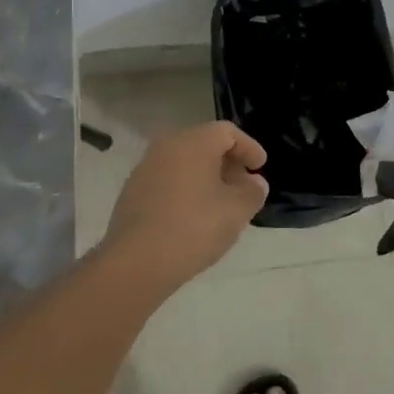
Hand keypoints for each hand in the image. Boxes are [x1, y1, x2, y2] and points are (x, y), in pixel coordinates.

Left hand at [101, 122, 268, 293]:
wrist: (136, 262)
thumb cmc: (194, 227)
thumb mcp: (237, 210)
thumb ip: (253, 191)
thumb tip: (254, 183)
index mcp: (194, 141)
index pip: (228, 132)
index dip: (249, 147)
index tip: (261, 167)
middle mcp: (167, 146)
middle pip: (204, 144)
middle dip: (228, 162)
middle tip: (244, 186)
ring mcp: (145, 168)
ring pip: (184, 163)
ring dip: (206, 177)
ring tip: (221, 204)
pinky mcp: (132, 192)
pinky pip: (168, 181)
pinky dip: (185, 190)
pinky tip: (194, 216)